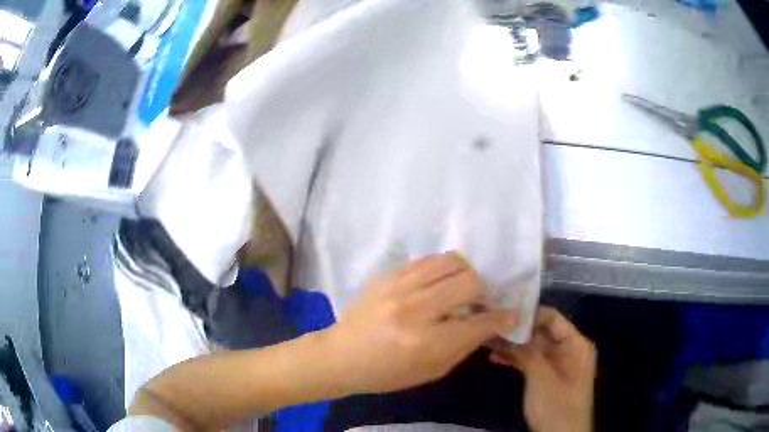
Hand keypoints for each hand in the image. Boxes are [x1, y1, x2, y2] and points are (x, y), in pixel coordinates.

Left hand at [324, 252, 517, 394]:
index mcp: (427, 342)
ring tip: (461, 289)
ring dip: (465, 275)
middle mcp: (416, 309)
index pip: (480, 322)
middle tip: (480, 303)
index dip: (502, 318)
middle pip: (470, 281)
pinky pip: (428, 260)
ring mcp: (399, 287)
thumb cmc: (386, 374)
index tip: (511, 314)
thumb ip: (464, 346)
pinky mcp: (388, 275)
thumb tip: (489, 323)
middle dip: (484, 293)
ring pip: (451, 261)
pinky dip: (442, 269)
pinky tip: (439, 283)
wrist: (341, 356)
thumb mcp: (432, 371)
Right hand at [488, 307, 595, 431]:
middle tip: (489, 323)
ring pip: (534, 347)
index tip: (502, 310)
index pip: (552, 318)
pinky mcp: (548, 377)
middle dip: (517, 330)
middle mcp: (569, 350)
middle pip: (541, 332)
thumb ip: (526, 352)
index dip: (529, 313)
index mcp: (576, 344)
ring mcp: (558, 364)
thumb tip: (506, 328)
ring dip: (513, 345)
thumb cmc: (557, 406)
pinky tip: (495, 357)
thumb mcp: (541, 378)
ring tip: (486, 339)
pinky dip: (515, 359)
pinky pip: (531, 362)